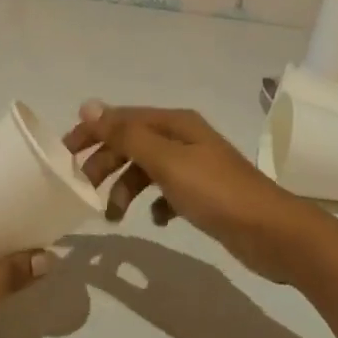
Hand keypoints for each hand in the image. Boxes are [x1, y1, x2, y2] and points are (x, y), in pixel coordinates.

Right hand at [62, 102, 337, 283]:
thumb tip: (89, 105)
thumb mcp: (166, 161)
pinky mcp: (202, 195)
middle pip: (131, 144)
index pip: (121, 119)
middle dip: (105, 164)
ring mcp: (194, 167)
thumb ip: (126, 135)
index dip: (91, 133)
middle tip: (83, 191)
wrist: (273, 233)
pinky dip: (153, 203)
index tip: (64, 155)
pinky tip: (156, 220)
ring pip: (146, 170)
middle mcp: (183, 139)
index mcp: (175, 124)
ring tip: (114, 217)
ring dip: (125, 188)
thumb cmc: (216, 192)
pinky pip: (165, 192)